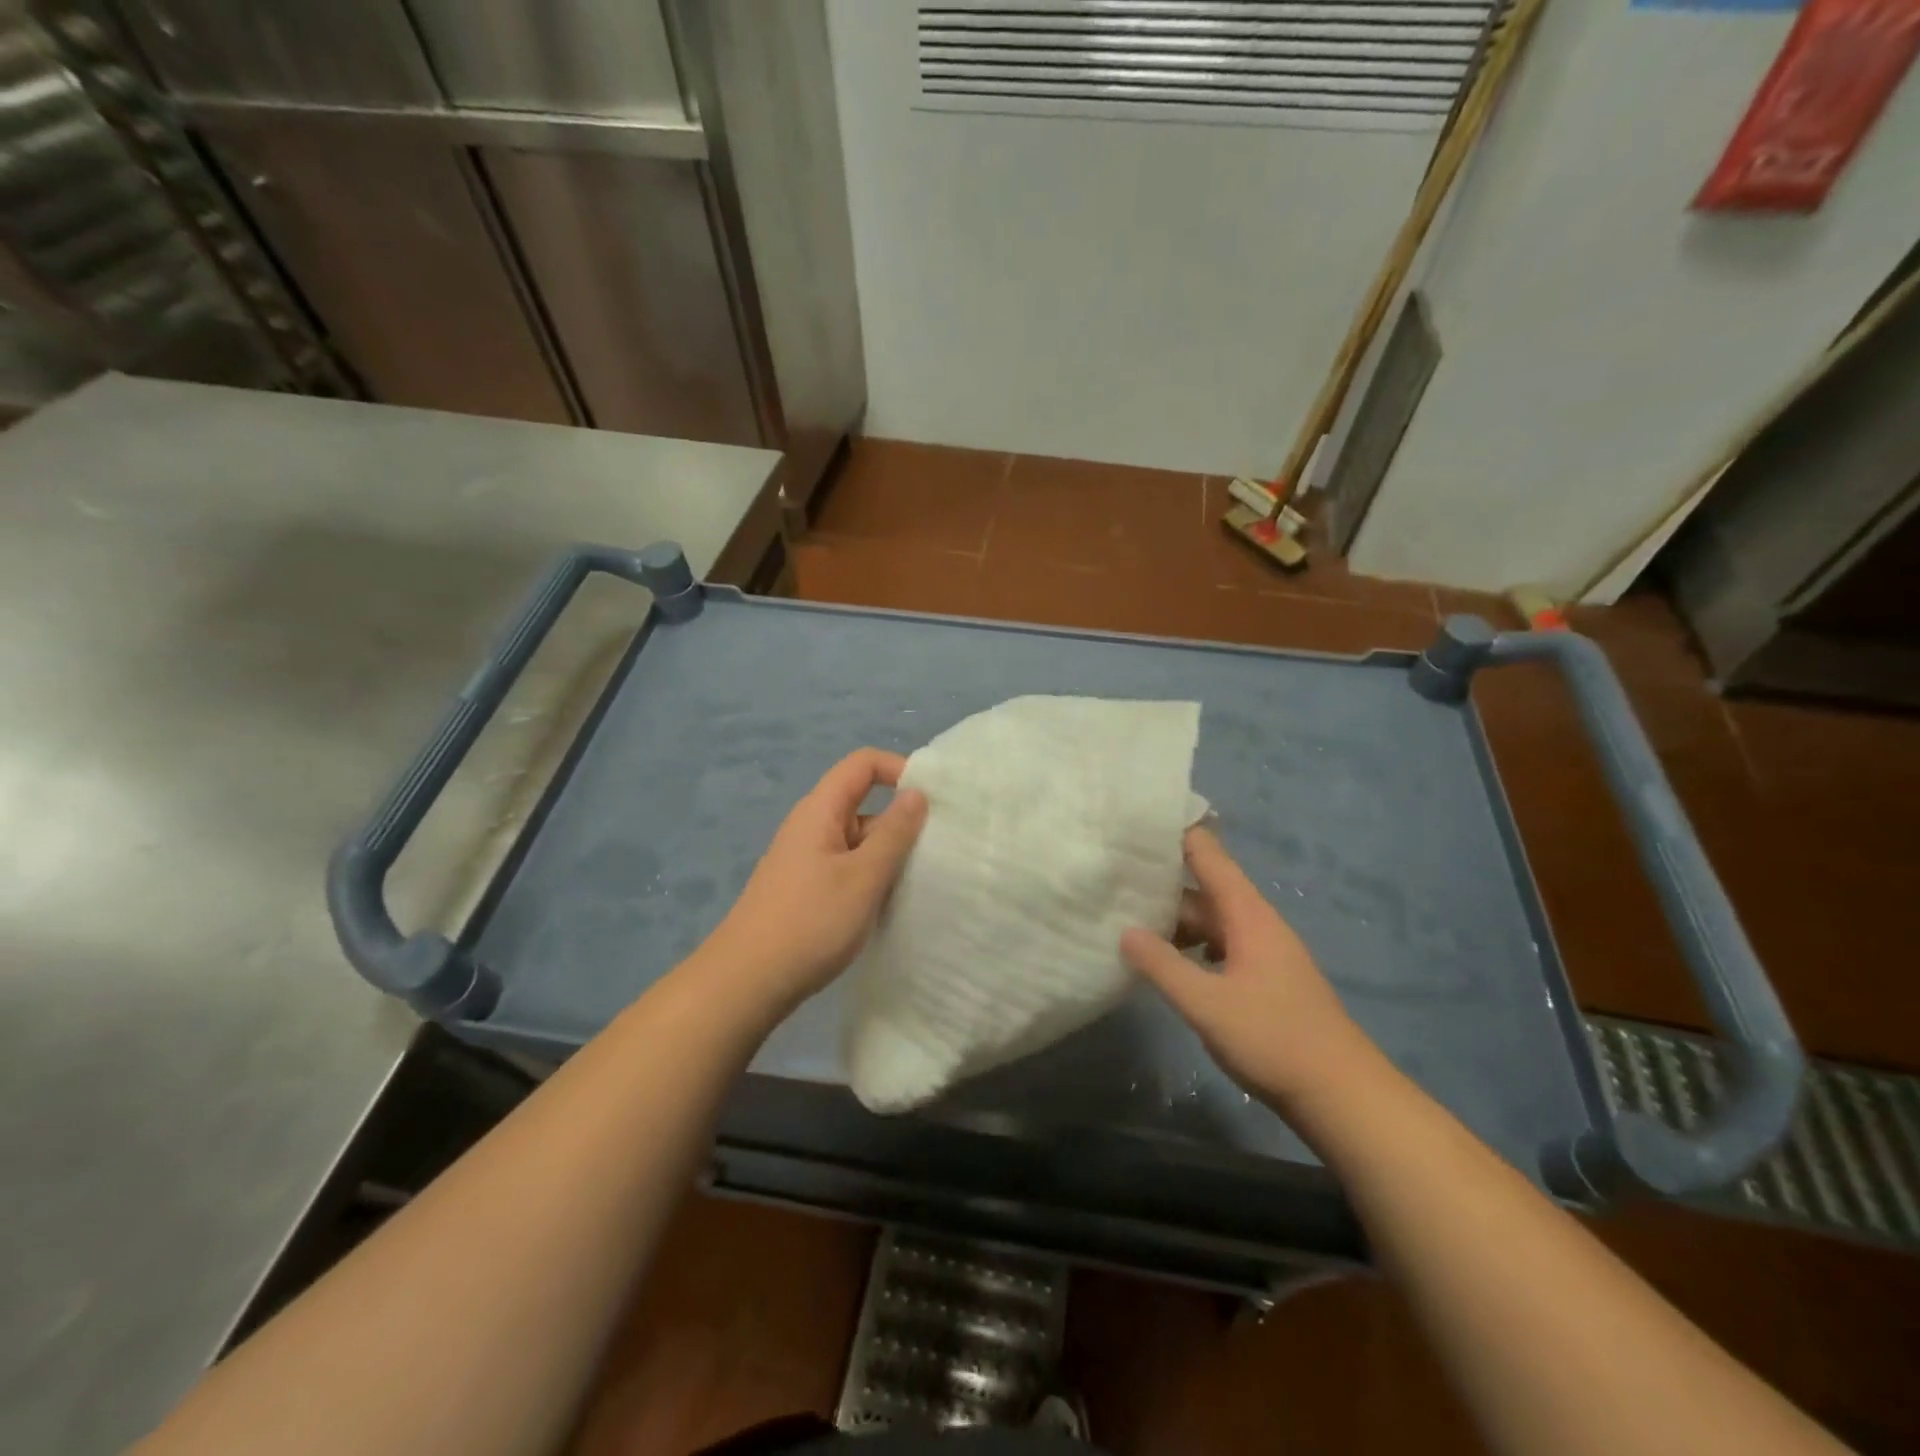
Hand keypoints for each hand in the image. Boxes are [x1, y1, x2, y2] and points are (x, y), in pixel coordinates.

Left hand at [699, 748, 927, 1018]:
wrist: (746, 983)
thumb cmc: (810, 923)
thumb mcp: (863, 877)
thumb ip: (894, 833)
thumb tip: (916, 793)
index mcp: (820, 811)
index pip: (862, 764)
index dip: (899, 769)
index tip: (933, 800)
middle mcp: (811, 827)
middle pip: (863, 802)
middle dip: (901, 821)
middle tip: (938, 850)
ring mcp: (806, 860)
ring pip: (857, 840)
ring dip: (888, 854)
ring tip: (922, 881)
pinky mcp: (806, 889)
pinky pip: (847, 868)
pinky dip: (871, 877)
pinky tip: (889, 905)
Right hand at [1122, 827, 1381, 1112]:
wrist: (1342, 1094)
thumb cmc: (1274, 1039)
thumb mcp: (1207, 1004)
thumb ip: (1163, 966)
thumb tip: (1124, 930)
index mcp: (1246, 914)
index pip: (1207, 853)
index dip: (1174, 833)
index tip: (1133, 824)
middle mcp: (1255, 922)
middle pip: (1202, 888)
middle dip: (1160, 882)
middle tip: (1111, 877)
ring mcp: (1261, 950)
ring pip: (1209, 920)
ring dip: (1172, 919)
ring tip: (1126, 920)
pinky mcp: (1262, 978)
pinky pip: (1218, 945)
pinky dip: (1189, 946)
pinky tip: (1165, 964)